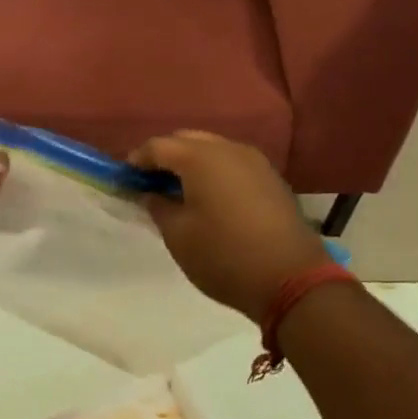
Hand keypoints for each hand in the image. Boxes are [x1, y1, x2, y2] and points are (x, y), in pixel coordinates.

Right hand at [128, 131, 330, 325]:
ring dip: (192, 163)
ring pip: (213, 149)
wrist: (292, 278)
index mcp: (201, 157)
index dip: (137, 160)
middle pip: (187, 140)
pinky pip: (233, 163)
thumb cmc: (225, 256)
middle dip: (166, 156)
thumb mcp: (179, 236)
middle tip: (150, 183)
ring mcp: (255, 161)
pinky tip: (210, 197)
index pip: (158, 146)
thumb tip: (151, 193)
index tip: (125, 178)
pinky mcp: (271, 178)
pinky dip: (215, 172)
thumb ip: (158, 206)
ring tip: (179, 190)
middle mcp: (228, 148)